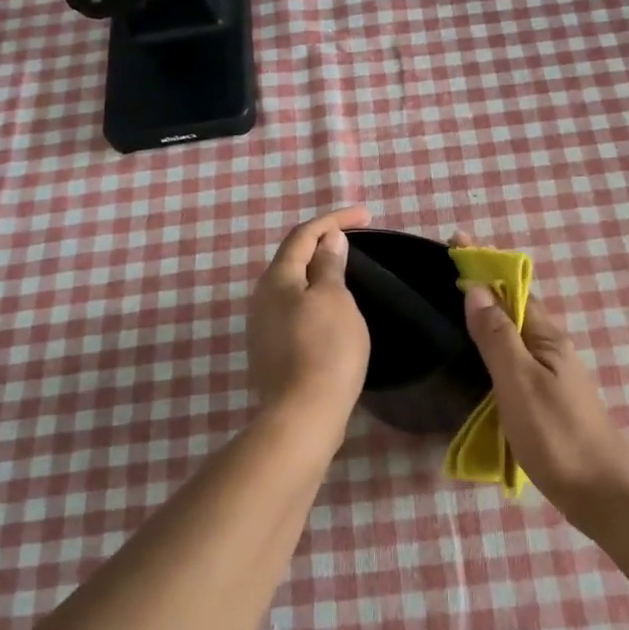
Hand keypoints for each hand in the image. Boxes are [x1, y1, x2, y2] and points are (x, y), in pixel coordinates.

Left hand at [247, 207, 371, 417]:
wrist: (304, 414)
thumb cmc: (326, 348)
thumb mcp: (334, 299)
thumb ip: (329, 265)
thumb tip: (328, 240)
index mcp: (277, 278)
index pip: (304, 235)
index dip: (334, 219)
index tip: (366, 216)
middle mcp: (262, 298)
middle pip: (293, 258)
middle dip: (323, 242)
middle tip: (355, 238)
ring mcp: (262, 327)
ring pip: (292, 286)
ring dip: (318, 271)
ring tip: (346, 270)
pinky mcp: (271, 351)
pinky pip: (294, 310)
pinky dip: (314, 298)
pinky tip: (332, 309)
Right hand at [454, 234, 628, 512]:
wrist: (602, 494)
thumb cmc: (557, 436)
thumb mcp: (520, 382)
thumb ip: (497, 336)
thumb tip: (476, 289)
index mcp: (547, 337)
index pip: (512, 288)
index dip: (485, 264)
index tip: (457, 241)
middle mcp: (552, 348)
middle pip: (515, 305)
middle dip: (485, 283)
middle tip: (449, 270)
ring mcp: (553, 374)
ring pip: (516, 331)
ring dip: (490, 312)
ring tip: (457, 304)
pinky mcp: (548, 398)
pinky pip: (516, 356)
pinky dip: (495, 342)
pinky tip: (481, 355)